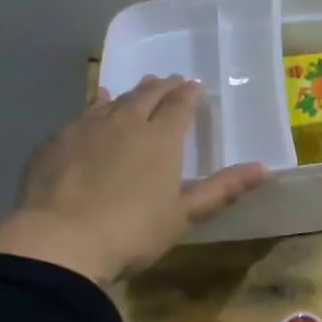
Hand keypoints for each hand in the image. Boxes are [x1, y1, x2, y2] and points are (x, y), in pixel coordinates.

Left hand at [0, 76, 268, 284]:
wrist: (58, 241)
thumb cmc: (132, 231)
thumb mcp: (184, 215)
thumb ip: (222, 189)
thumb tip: (264, 168)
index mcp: (161, 139)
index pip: (180, 106)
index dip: (190, 95)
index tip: (196, 86)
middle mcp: (126, 123)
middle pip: (147, 96)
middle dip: (163, 87)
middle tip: (172, 80)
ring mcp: (87, 128)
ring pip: (115, 100)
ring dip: (132, 92)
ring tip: (140, 86)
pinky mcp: (57, 141)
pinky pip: (84, 112)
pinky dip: (98, 103)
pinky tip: (97, 103)